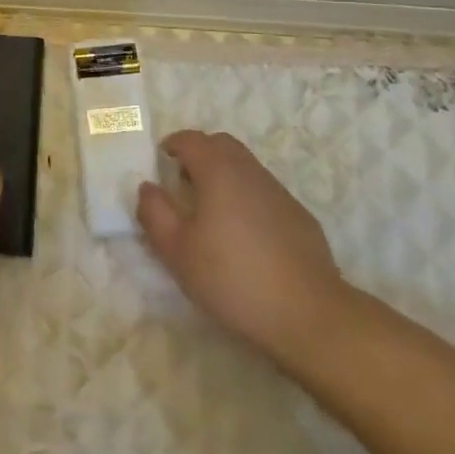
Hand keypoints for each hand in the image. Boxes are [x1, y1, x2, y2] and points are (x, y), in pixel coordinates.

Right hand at [137, 130, 351, 370]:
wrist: (307, 313)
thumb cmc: (231, 277)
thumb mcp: (177, 251)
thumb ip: (154, 213)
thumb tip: (148, 187)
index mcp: (218, 171)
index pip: (192, 140)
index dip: (173, 144)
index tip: (161, 160)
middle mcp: (250, 171)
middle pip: (222, 145)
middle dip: (200, 153)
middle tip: (183, 181)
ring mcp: (279, 192)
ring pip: (245, 167)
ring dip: (224, 175)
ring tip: (211, 210)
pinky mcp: (299, 216)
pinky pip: (264, 192)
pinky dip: (247, 197)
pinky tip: (244, 234)